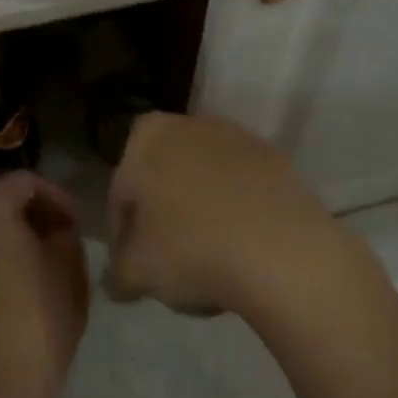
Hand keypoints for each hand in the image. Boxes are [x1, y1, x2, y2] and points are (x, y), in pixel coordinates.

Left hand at [0, 172, 89, 397]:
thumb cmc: (39, 314)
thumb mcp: (69, 260)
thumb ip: (62, 228)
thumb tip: (53, 227)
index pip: (25, 183)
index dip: (56, 199)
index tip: (76, 224)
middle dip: (24, 218)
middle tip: (53, 239)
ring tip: (28, 268)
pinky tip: (3, 299)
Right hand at [103, 112, 342, 318]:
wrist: (281, 248)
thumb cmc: (191, 250)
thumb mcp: (136, 272)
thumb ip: (117, 270)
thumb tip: (117, 276)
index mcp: (145, 137)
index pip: (121, 191)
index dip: (124, 234)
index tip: (136, 267)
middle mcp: (187, 122)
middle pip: (163, 176)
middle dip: (163, 214)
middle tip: (171, 262)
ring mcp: (234, 134)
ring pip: (203, 177)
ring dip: (201, 209)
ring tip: (212, 258)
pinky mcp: (272, 154)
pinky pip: (241, 185)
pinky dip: (237, 208)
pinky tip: (243, 246)